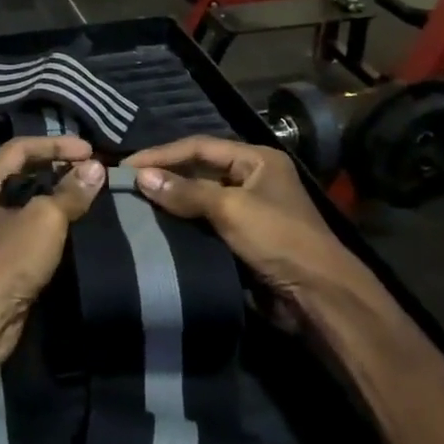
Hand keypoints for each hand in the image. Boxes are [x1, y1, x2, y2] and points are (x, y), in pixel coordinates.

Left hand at [0, 137, 106, 384]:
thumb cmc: (7, 260)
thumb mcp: (44, 220)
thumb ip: (70, 192)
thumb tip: (96, 169)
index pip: (21, 147)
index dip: (56, 144)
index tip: (90, 151)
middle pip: (22, 171)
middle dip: (56, 166)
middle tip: (91, 170)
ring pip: (26, 200)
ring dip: (55, 194)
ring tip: (88, 193)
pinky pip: (28, 227)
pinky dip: (50, 220)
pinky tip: (73, 224)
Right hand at [123, 137, 363, 328]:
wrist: (317, 295)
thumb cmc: (278, 239)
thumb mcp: (231, 209)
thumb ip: (186, 191)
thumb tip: (141, 176)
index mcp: (257, 160)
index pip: (200, 147)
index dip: (162, 154)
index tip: (127, 165)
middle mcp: (252, 178)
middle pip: (199, 170)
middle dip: (165, 176)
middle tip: (126, 185)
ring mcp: (248, 209)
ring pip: (200, 198)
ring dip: (171, 201)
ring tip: (134, 205)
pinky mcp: (242, 238)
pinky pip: (205, 223)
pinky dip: (182, 224)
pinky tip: (157, 228)